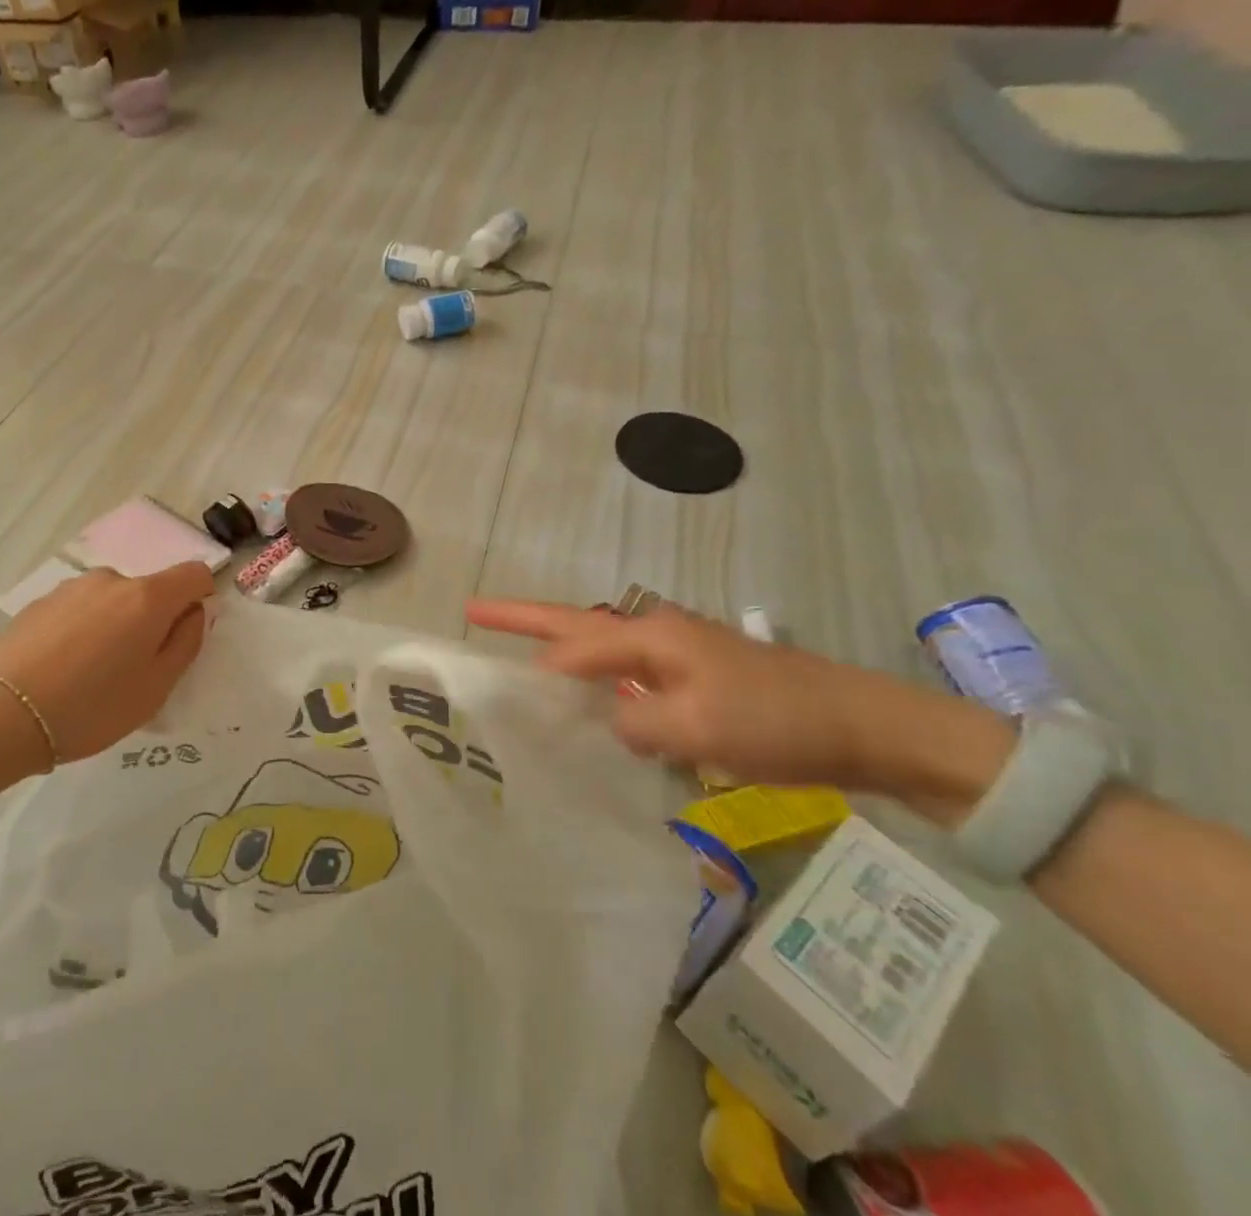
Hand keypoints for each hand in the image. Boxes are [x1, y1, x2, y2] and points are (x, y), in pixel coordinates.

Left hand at [0, 563, 214, 763]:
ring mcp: (71, 588)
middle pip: (150, 590)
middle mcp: (112, 580)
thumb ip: (186, 642)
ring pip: (112, 601)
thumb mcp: (156, 687)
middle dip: (152, 621)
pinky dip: (83, 631)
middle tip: (133, 671)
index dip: (201, 597)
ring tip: (90, 675)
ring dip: (115, 626)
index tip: (186, 632)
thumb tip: (194, 611)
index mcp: (148, 597)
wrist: (0, 714)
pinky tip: (61, 670)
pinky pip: (79, 610)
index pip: (194, 573)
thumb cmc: (92, 706)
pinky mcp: (39, 602)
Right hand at [465, 598, 1013, 807]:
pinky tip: (589, 705)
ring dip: (556, 648)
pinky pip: (625, 674)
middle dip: (522, 618)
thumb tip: (602, 722)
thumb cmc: (777, 721)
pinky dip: (595, 681)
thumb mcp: (697, 728)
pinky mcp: (693, 679)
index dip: (536, 667)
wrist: (866, 727)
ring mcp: (675, 654)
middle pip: (574, 624)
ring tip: (516, 655)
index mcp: (651, 636)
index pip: (573, 646)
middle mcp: (655, 634)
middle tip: (473, 610)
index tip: (499, 691)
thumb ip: (633, 722)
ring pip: (598, 649)